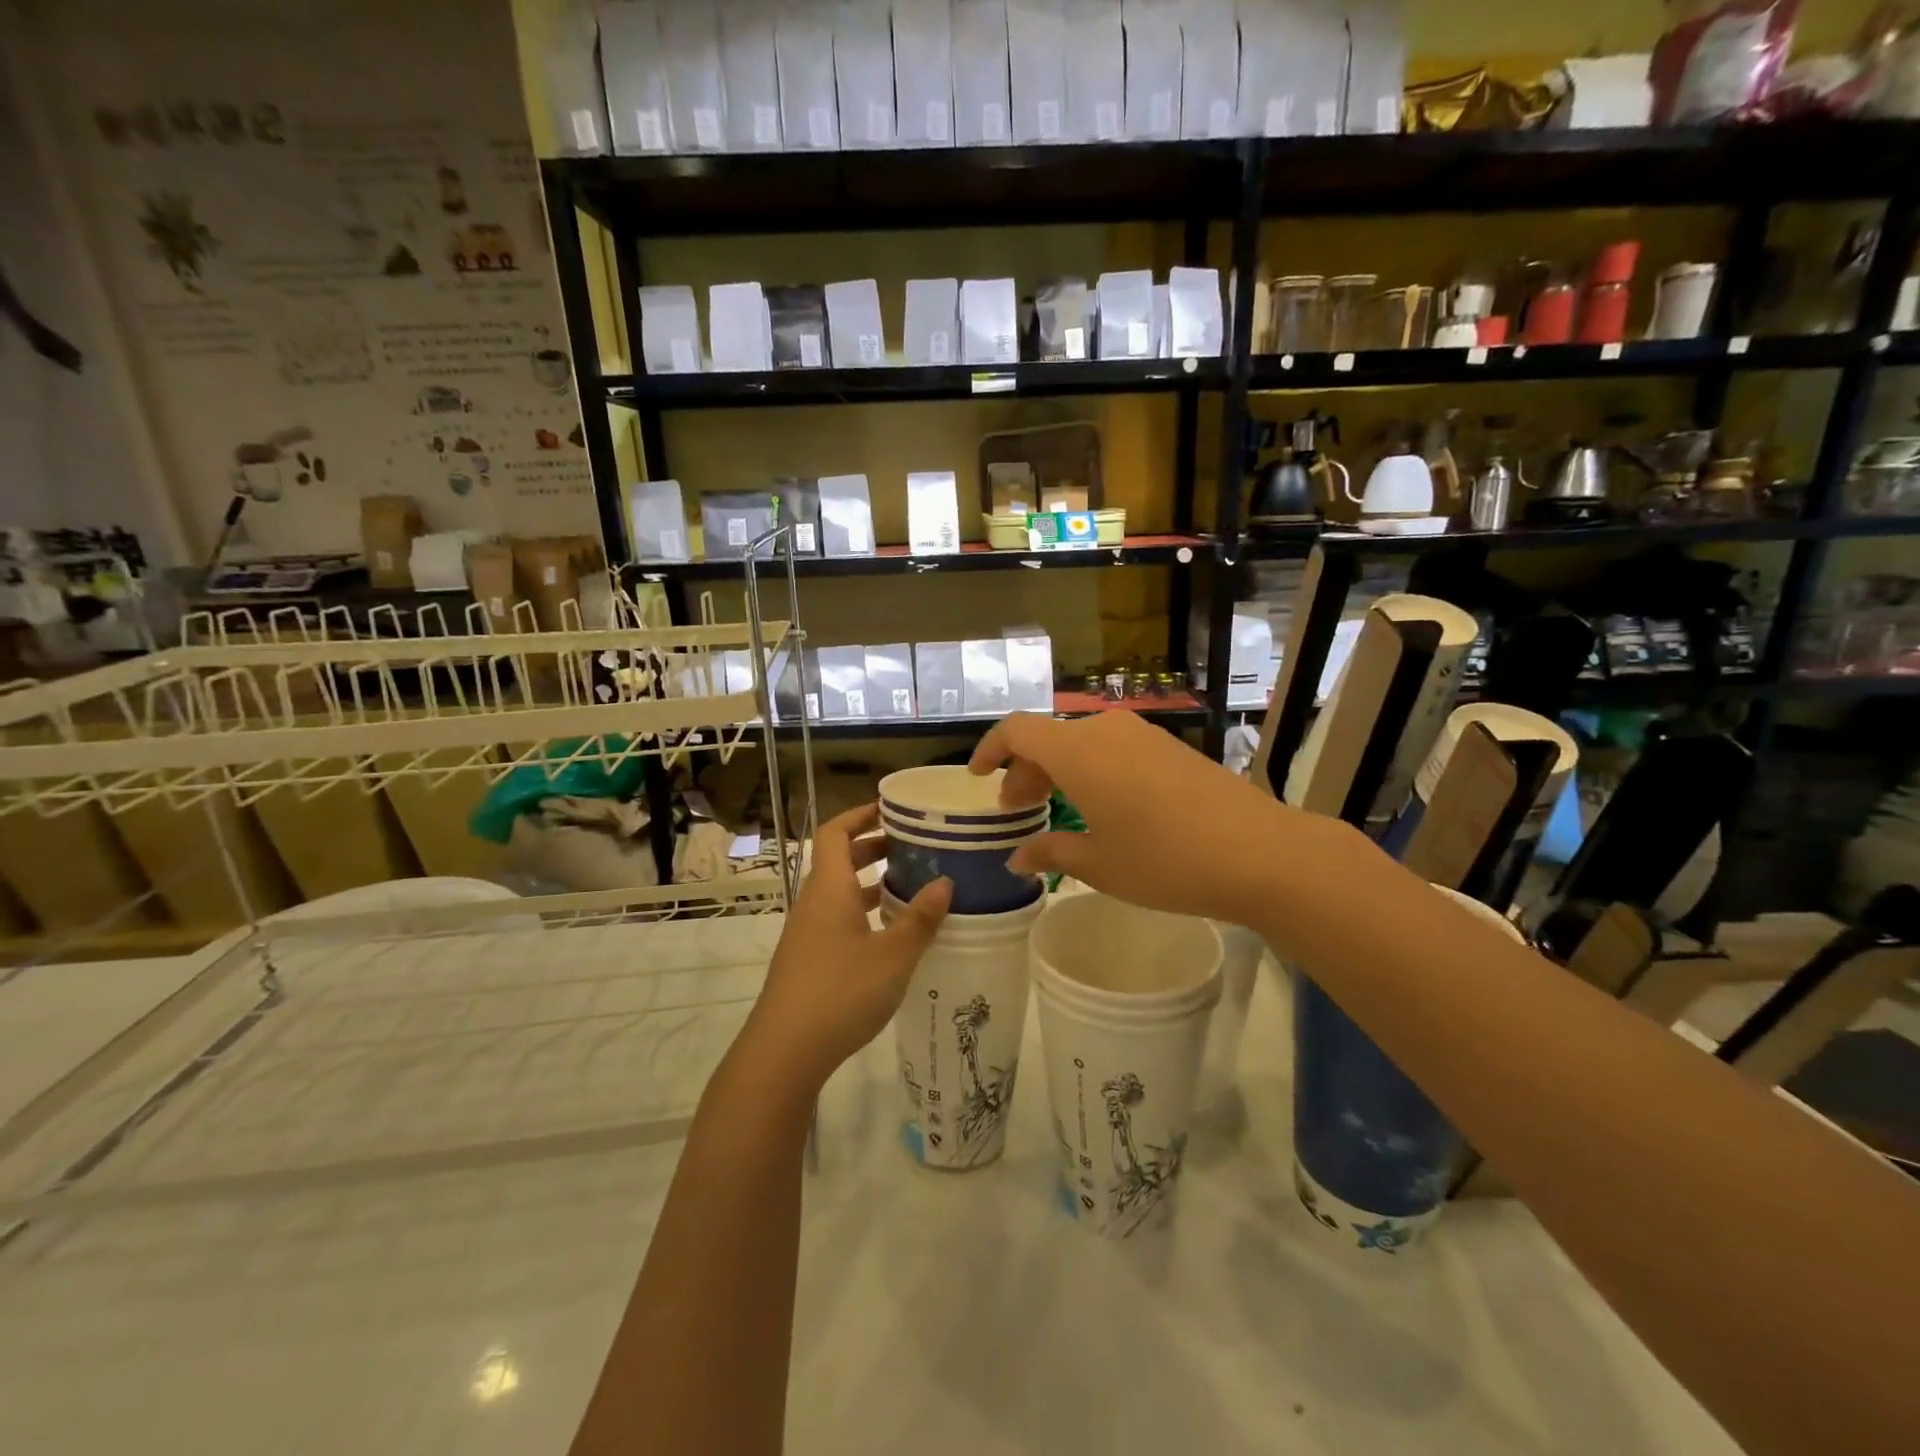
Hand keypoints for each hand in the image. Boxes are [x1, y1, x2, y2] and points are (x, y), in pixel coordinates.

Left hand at [742, 803, 950, 1091]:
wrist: (785, 1052)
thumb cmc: (841, 992)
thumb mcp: (892, 955)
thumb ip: (920, 918)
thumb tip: (946, 882)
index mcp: (829, 888)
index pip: (835, 832)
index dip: (860, 815)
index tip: (891, 809)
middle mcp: (814, 903)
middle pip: (838, 859)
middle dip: (873, 847)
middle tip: (913, 846)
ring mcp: (808, 933)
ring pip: (840, 892)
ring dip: (871, 882)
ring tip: (910, 885)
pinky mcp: (809, 960)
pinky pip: (838, 919)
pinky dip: (864, 912)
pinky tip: (891, 934)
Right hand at [969, 711, 1341, 927]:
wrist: (1260, 852)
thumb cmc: (1165, 860)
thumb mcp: (1099, 864)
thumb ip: (1051, 852)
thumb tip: (1018, 857)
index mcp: (1078, 752)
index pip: (1017, 730)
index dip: (990, 749)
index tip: (978, 777)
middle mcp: (1106, 731)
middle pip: (1049, 737)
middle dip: (1025, 769)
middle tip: (1017, 809)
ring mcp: (1142, 735)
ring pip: (1082, 742)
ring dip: (1059, 770)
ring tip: (1057, 809)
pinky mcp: (1170, 747)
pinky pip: (1113, 748)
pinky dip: (1092, 769)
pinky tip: (1103, 806)